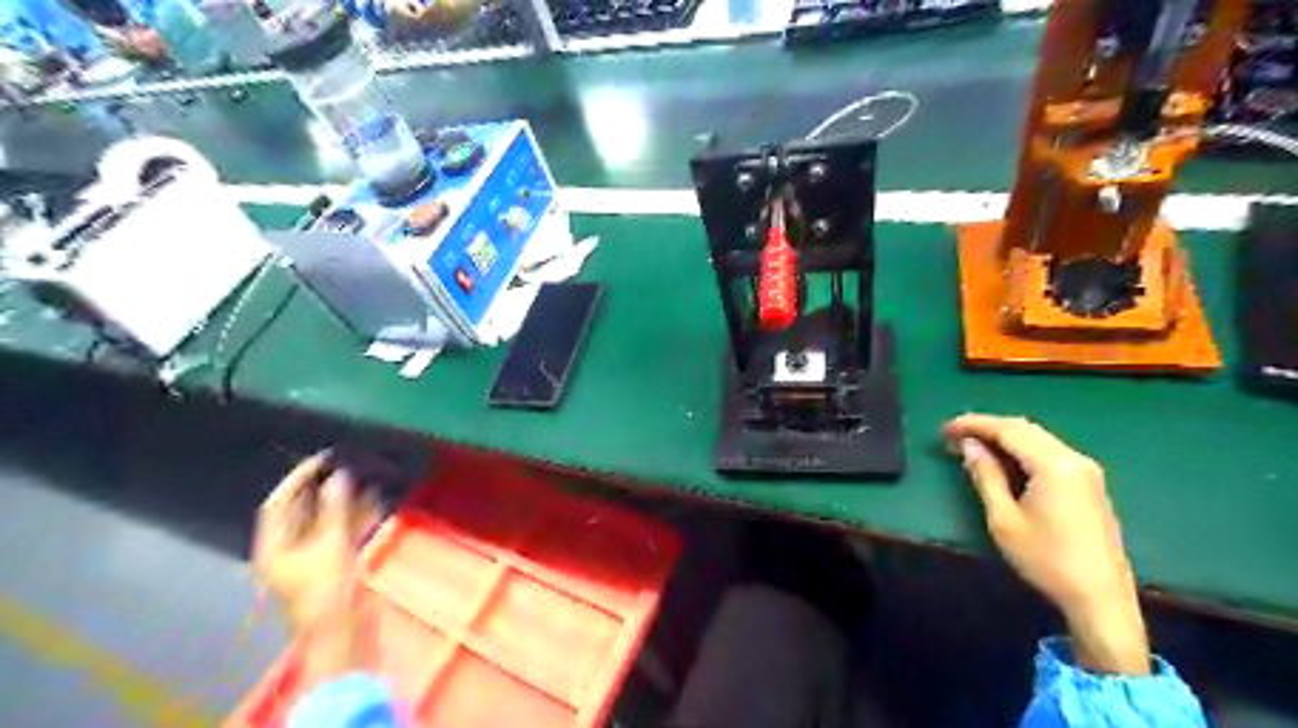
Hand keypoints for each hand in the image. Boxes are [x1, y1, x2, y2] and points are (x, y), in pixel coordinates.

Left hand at [252, 455, 379, 681]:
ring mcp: (313, 555)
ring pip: (326, 518)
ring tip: (364, 476)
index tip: (321, 458)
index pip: (278, 504)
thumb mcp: (332, 544)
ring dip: (344, 499)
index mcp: (275, 547)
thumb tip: (339, 476)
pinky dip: (356, 514)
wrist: (345, 629)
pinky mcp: (335, 560)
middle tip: (344, 462)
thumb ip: (336, 508)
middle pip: (302, 510)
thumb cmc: (330, 588)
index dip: (297, 479)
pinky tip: (374, 499)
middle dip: (323, 487)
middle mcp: (290, 548)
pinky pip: (343, 529)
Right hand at [944, 416, 1145, 675]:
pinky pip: (1049, 452)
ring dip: (1004, 437)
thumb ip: (986, 476)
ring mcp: (1086, 471)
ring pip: (1038, 439)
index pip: (1007, 430)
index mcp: (1054, 465)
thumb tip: (970, 446)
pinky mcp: (1089, 484)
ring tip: (972, 446)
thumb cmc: (1046, 560)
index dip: (973, 425)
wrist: (1100, 599)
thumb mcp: (1004, 519)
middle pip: (1024, 429)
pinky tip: (1003, 460)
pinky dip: (1022, 449)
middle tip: (954, 436)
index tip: (944, 430)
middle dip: (987, 428)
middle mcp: (1074, 459)